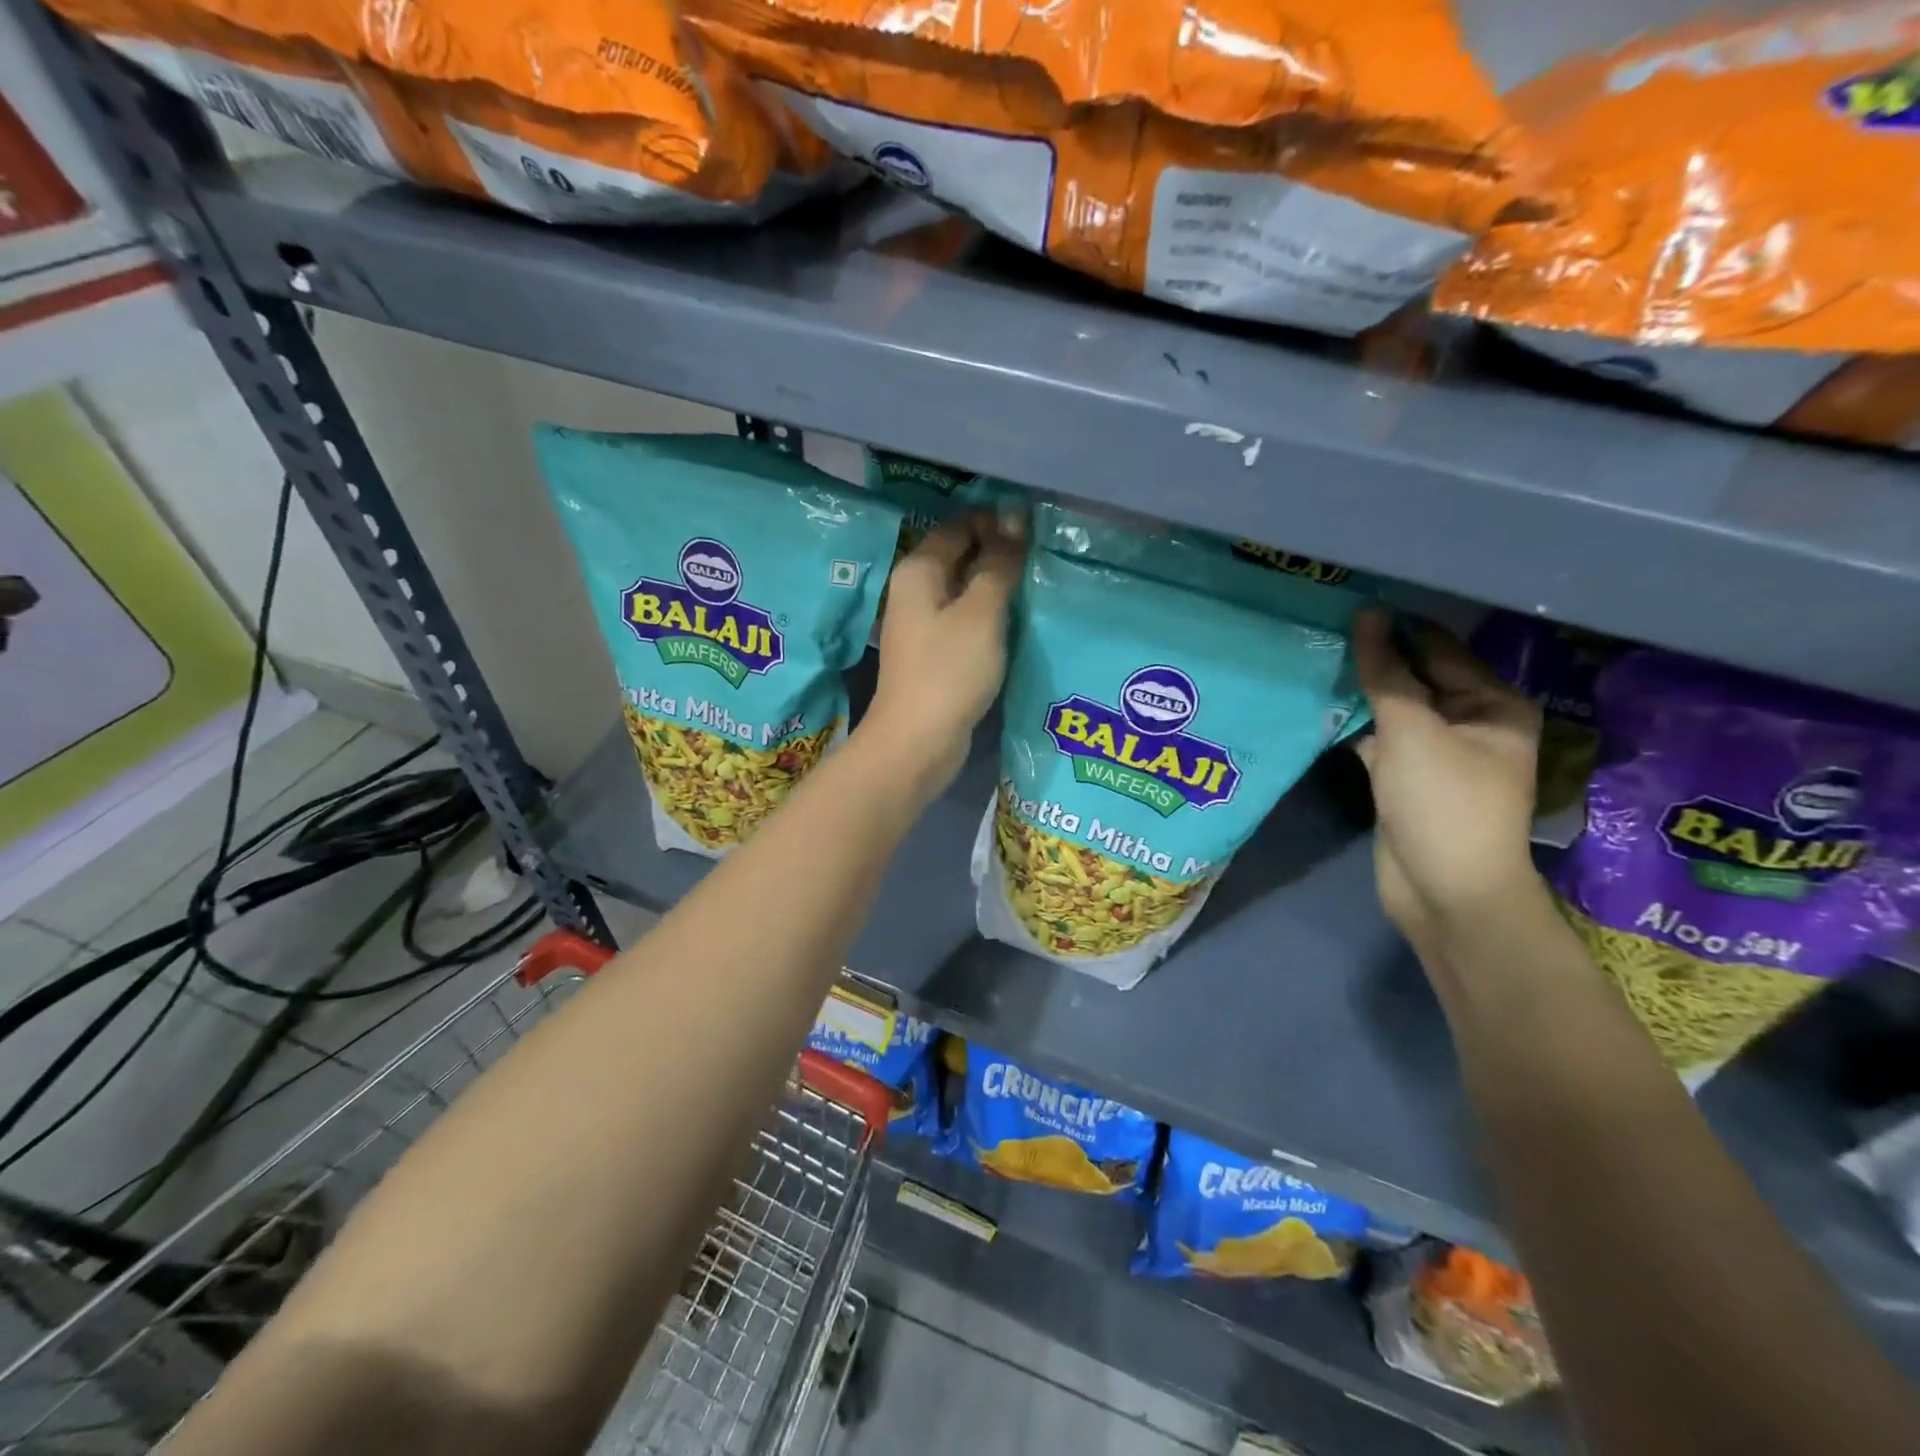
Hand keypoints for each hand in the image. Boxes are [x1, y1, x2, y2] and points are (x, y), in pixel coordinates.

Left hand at [859, 512, 1024, 803]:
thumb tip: (1015, 515)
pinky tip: (1019, 618)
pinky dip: (989, 615)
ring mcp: (923, 624)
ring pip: (965, 590)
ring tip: (1041, 581)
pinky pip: (966, 620)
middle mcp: (914, 591)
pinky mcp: (935, 653)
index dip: (998, 520)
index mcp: (918, 570)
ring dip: (997, 585)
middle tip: (1047, 552)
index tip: (1040, 526)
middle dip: (1000, 552)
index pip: (960, 525)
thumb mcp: (982, 612)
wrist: (918, 742)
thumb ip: (999, 563)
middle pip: (961, 556)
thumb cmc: (949, 670)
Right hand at [1350, 610, 1544, 952]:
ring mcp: (1436, 753)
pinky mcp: (1406, 778)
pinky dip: (1354, 725)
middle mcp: (1470, 723)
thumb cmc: (1442, 803)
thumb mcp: (1413, 731)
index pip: (1440, 650)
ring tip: (1314, 660)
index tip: (1347, 605)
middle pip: (1416, 677)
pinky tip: (1319, 707)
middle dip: (1375, 659)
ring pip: (1394, 709)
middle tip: (1322, 630)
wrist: (1446, 892)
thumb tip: (1368, 616)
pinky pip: (1379, 738)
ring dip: (1360, 692)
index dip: (1397, 628)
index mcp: (1493, 704)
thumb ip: (1387, 674)